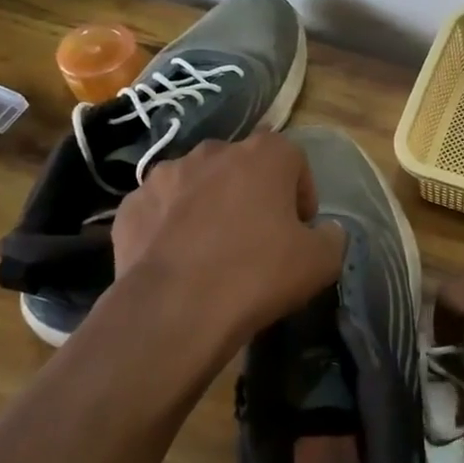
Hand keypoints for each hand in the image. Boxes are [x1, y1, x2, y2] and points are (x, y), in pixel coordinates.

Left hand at [96, 133, 346, 365]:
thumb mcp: (321, 262)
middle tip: (258, 238)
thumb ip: (332, 237)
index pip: (294, 160)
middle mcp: (214, 151)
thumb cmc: (257, 275)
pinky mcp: (131, 205)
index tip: (299, 230)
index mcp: (264, 154)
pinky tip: (177, 261)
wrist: (173, 310)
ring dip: (210, 206)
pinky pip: (161, 210)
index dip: (301, 195)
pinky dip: (170, 227)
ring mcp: (165, 175)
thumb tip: (325, 232)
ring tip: (212, 250)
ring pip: (198, 184)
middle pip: (243, 167)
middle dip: (253, 194)